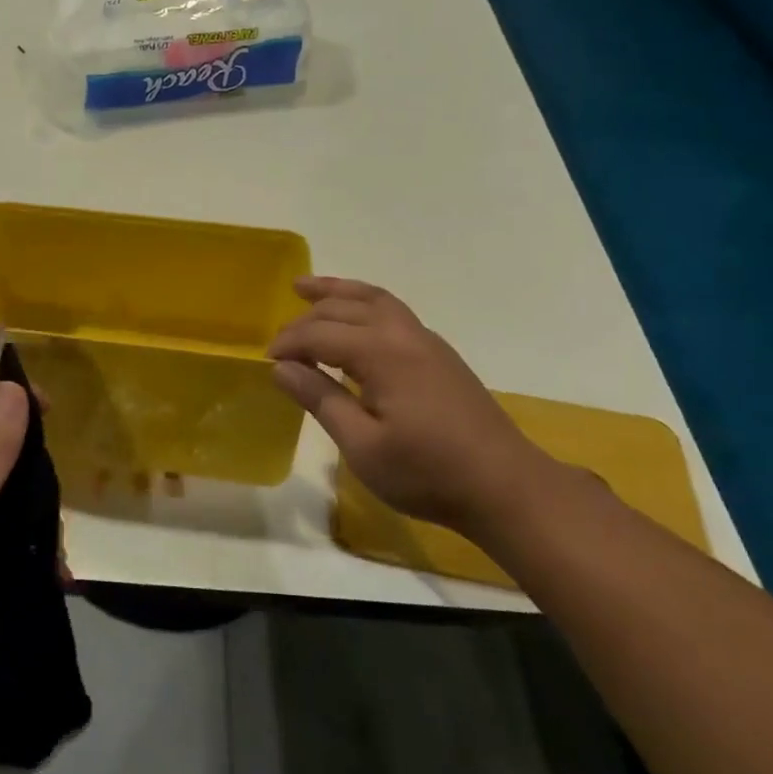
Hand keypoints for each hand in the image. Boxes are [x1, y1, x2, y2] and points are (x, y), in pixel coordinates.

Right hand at [268, 276, 564, 533]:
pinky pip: (392, 311)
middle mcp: (404, 334)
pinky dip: (363, 304)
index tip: (267, 361)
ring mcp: (426, 341)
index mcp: (382, 353)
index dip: (289, 343)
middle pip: (345, 309)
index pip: (321, 334)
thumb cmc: (427, 472)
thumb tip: (282, 368)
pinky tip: (355, 320)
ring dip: (338, 292)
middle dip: (307, 318)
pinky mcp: (439, 354)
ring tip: (306, 287)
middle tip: (280, 339)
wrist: (505, 486)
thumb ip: (321, 400)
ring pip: (374, 299)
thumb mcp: (362, 446)